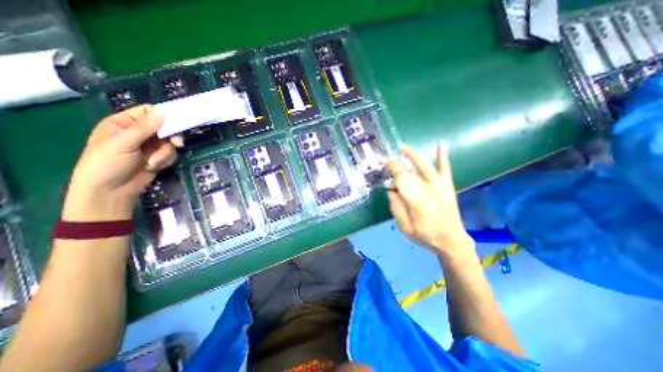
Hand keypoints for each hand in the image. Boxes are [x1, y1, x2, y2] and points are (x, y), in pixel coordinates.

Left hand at [63, 105, 179, 220]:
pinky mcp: (158, 157)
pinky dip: (165, 160)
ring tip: (153, 162)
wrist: (111, 191)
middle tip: (177, 144)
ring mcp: (149, 146)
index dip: (163, 115)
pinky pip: (170, 154)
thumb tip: (161, 112)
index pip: (147, 112)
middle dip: (170, 137)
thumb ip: (143, 128)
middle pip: (164, 128)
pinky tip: (154, 166)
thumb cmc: (107, 163)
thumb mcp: (123, 143)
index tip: (176, 122)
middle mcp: (139, 133)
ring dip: (165, 153)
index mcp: (124, 123)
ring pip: (169, 143)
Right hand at [387, 141, 473, 257]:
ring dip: (413, 155)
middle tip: (387, 162)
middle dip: (397, 165)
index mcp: (416, 200)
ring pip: (425, 166)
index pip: (401, 179)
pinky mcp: (447, 186)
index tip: (384, 168)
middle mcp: (428, 189)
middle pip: (410, 172)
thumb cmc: (425, 235)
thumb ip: (396, 208)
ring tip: (402, 147)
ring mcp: (439, 186)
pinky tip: (441, 144)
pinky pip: (445, 168)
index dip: (392, 172)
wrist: (451, 241)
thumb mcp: (405, 227)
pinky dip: (442, 156)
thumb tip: (391, 191)